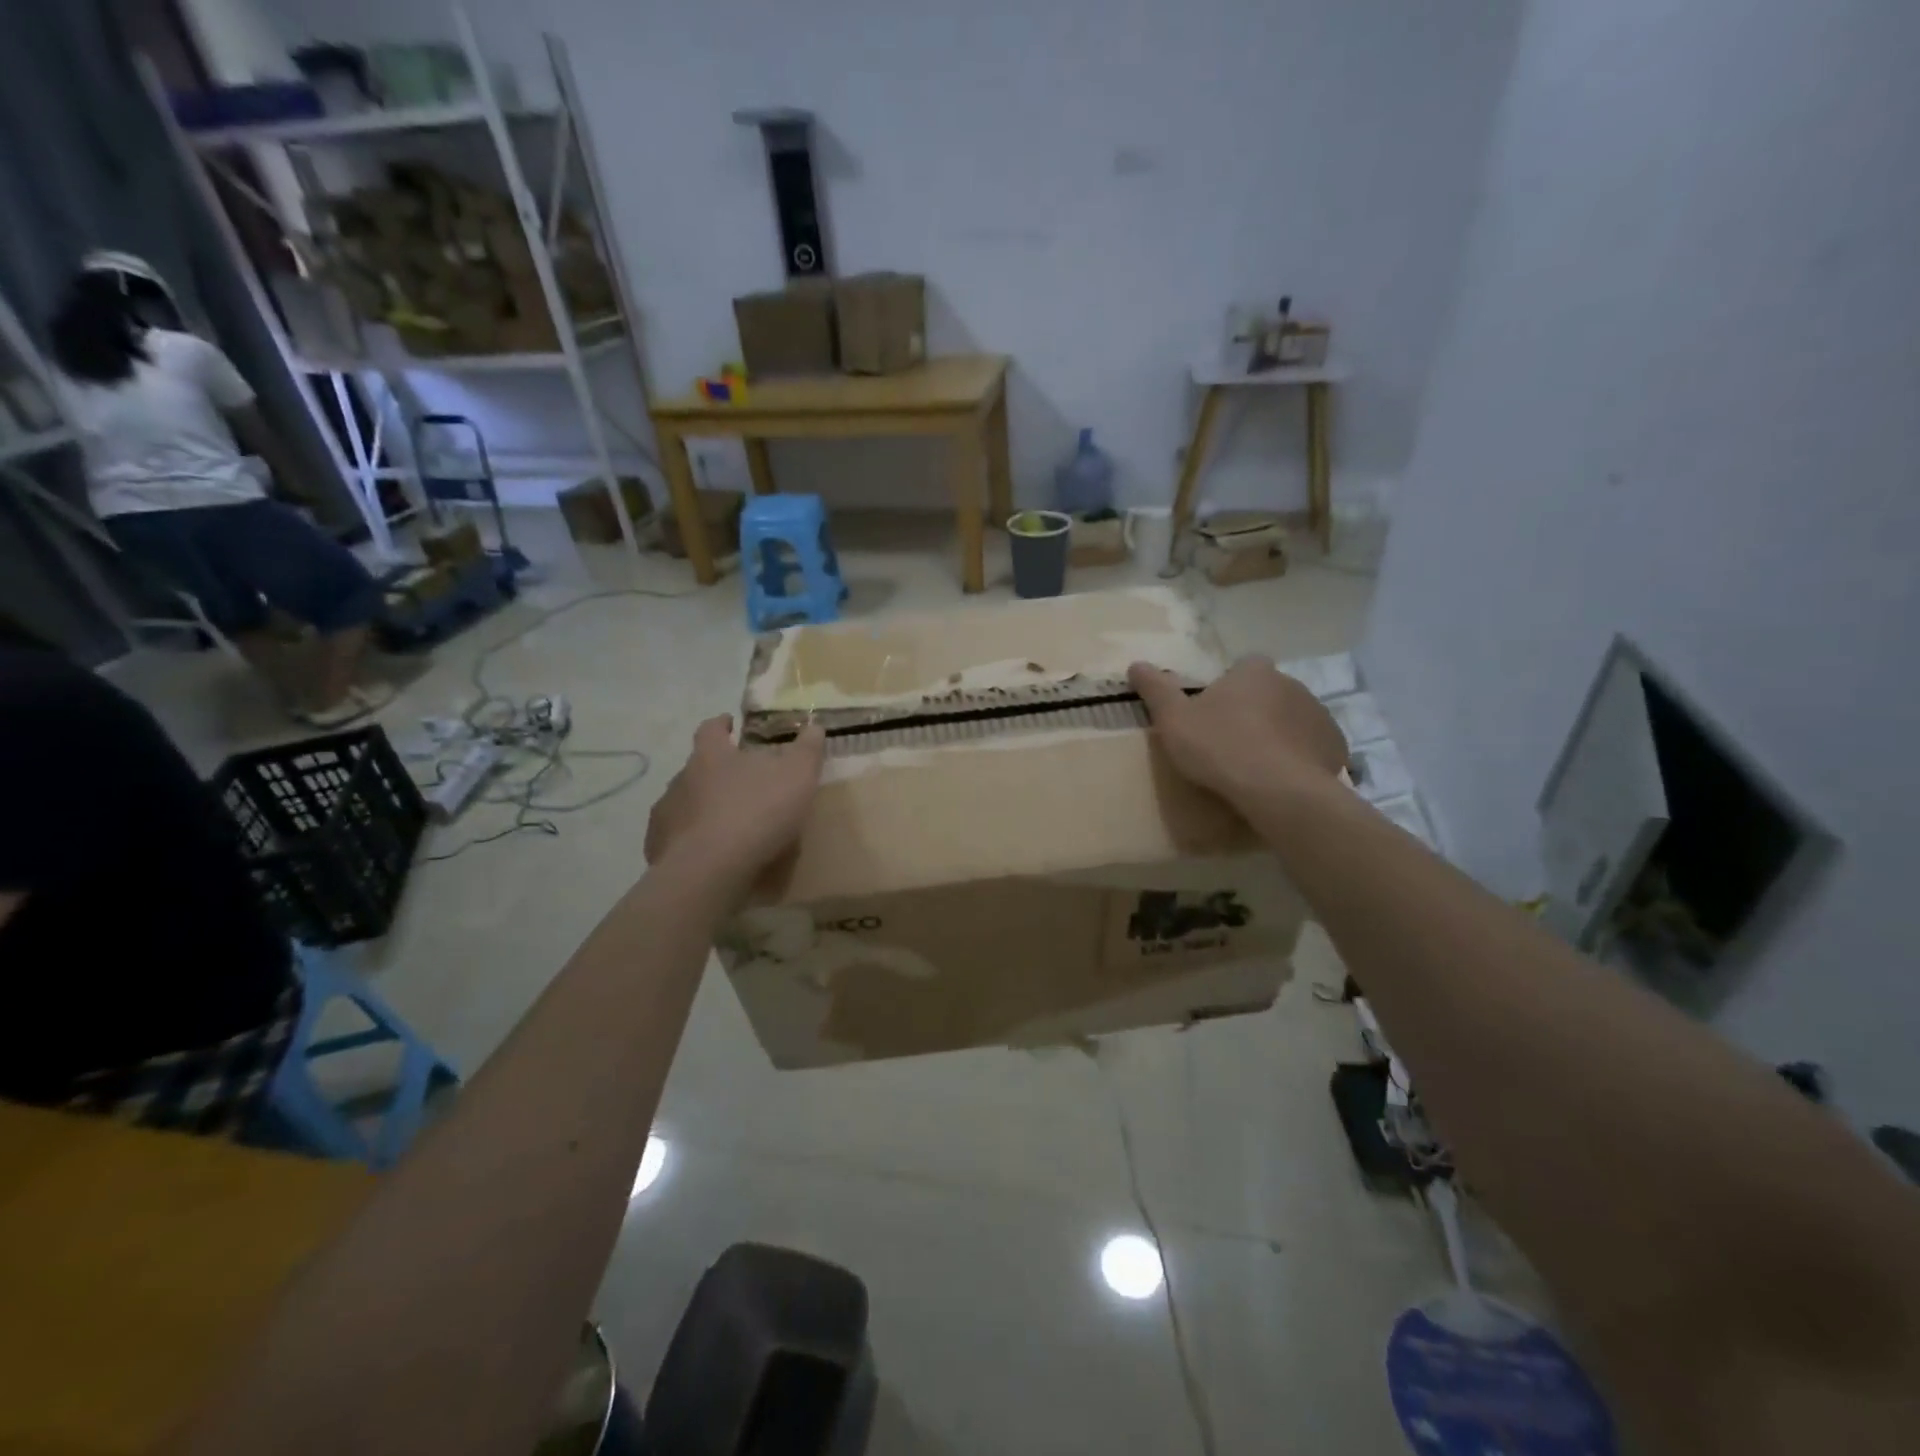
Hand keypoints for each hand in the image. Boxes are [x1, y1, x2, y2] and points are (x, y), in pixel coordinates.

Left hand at [645, 717, 825, 891]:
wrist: (710, 869)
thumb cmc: (756, 812)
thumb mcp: (797, 775)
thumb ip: (807, 749)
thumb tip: (814, 725)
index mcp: (711, 756)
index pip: (711, 729)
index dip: (721, 724)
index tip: (728, 723)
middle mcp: (682, 779)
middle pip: (697, 768)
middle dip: (715, 772)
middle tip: (739, 783)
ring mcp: (667, 814)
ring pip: (685, 803)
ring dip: (703, 808)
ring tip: (726, 825)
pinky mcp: (659, 848)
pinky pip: (676, 839)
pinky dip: (691, 842)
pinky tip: (708, 855)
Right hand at [1128, 656, 1347, 803]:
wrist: (1277, 790)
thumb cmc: (1219, 747)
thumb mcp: (1173, 719)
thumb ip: (1155, 689)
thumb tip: (1136, 664)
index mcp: (1253, 672)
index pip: (1243, 666)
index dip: (1229, 686)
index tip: (1214, 712)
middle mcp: (1291, 684)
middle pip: (1269, 693)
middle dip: (1254, 711)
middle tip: (1230, 742)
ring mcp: (1318, 715)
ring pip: (1292, 719)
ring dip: (1278, 735)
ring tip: (1255, 767)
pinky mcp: (1335, 746)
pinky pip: (1312, 747)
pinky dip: (1299, 758)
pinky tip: (1281, 781)